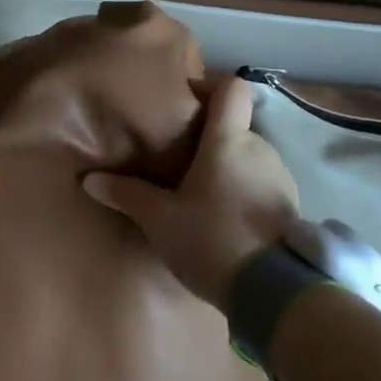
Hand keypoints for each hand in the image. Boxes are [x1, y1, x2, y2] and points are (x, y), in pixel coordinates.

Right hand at [81, 73, 298, 306]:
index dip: (209, 85)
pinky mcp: (290, 207)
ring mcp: (280, 177)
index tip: (184, 102)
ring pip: (249, 155)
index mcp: (228, 141)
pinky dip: (242, 188)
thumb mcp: (160, 220)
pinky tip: (223, 216)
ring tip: (199, 191)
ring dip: (227, 165)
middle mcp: (260, 148)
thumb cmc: (213, 240)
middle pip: (235, 125)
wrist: (275, 294)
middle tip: (179, 158)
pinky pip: (261, 182)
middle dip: (209, 136)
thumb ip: (127, 195)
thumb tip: (90, 179)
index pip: (231, 88)